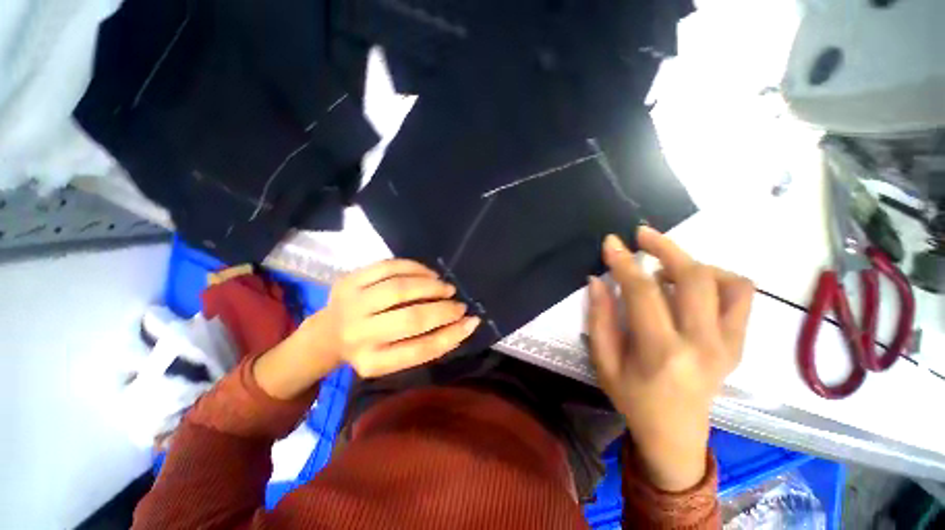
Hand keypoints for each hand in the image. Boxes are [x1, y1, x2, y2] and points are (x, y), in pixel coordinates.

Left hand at [306, 259, 479, 377]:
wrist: (327, 334)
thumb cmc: (369, 347)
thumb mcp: (395, 357)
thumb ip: (427, 343)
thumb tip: (465, 323)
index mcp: (373, 362)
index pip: (420, 350)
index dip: (451, 335)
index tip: (472, 321)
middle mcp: (359, 335)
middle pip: (411, 318)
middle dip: (443, 309)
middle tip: (458, 304)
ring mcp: (351, 304)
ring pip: (400, 288)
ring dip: (431, 286)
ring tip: (445, 288)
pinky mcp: (349, 280)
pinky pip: (388, 267)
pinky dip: (415, 268)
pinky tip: (428, 274)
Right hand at [587, 226, 753, 491]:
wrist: (676, 436)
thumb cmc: (633, 399)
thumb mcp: (604, 362)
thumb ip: (599, 319)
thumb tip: (598, 280)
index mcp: (662, 351)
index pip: (644, 292)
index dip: (625, 262)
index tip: (611, 242)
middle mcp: (704, 344)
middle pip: (694, 277)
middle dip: (665, 247)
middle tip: (642, 235)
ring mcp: (729, 344)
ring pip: (727, 282)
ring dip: (694, 263)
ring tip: (666, 268)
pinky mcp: (739, 344)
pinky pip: (742, 297)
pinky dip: (719, 279)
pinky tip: (693, 286)